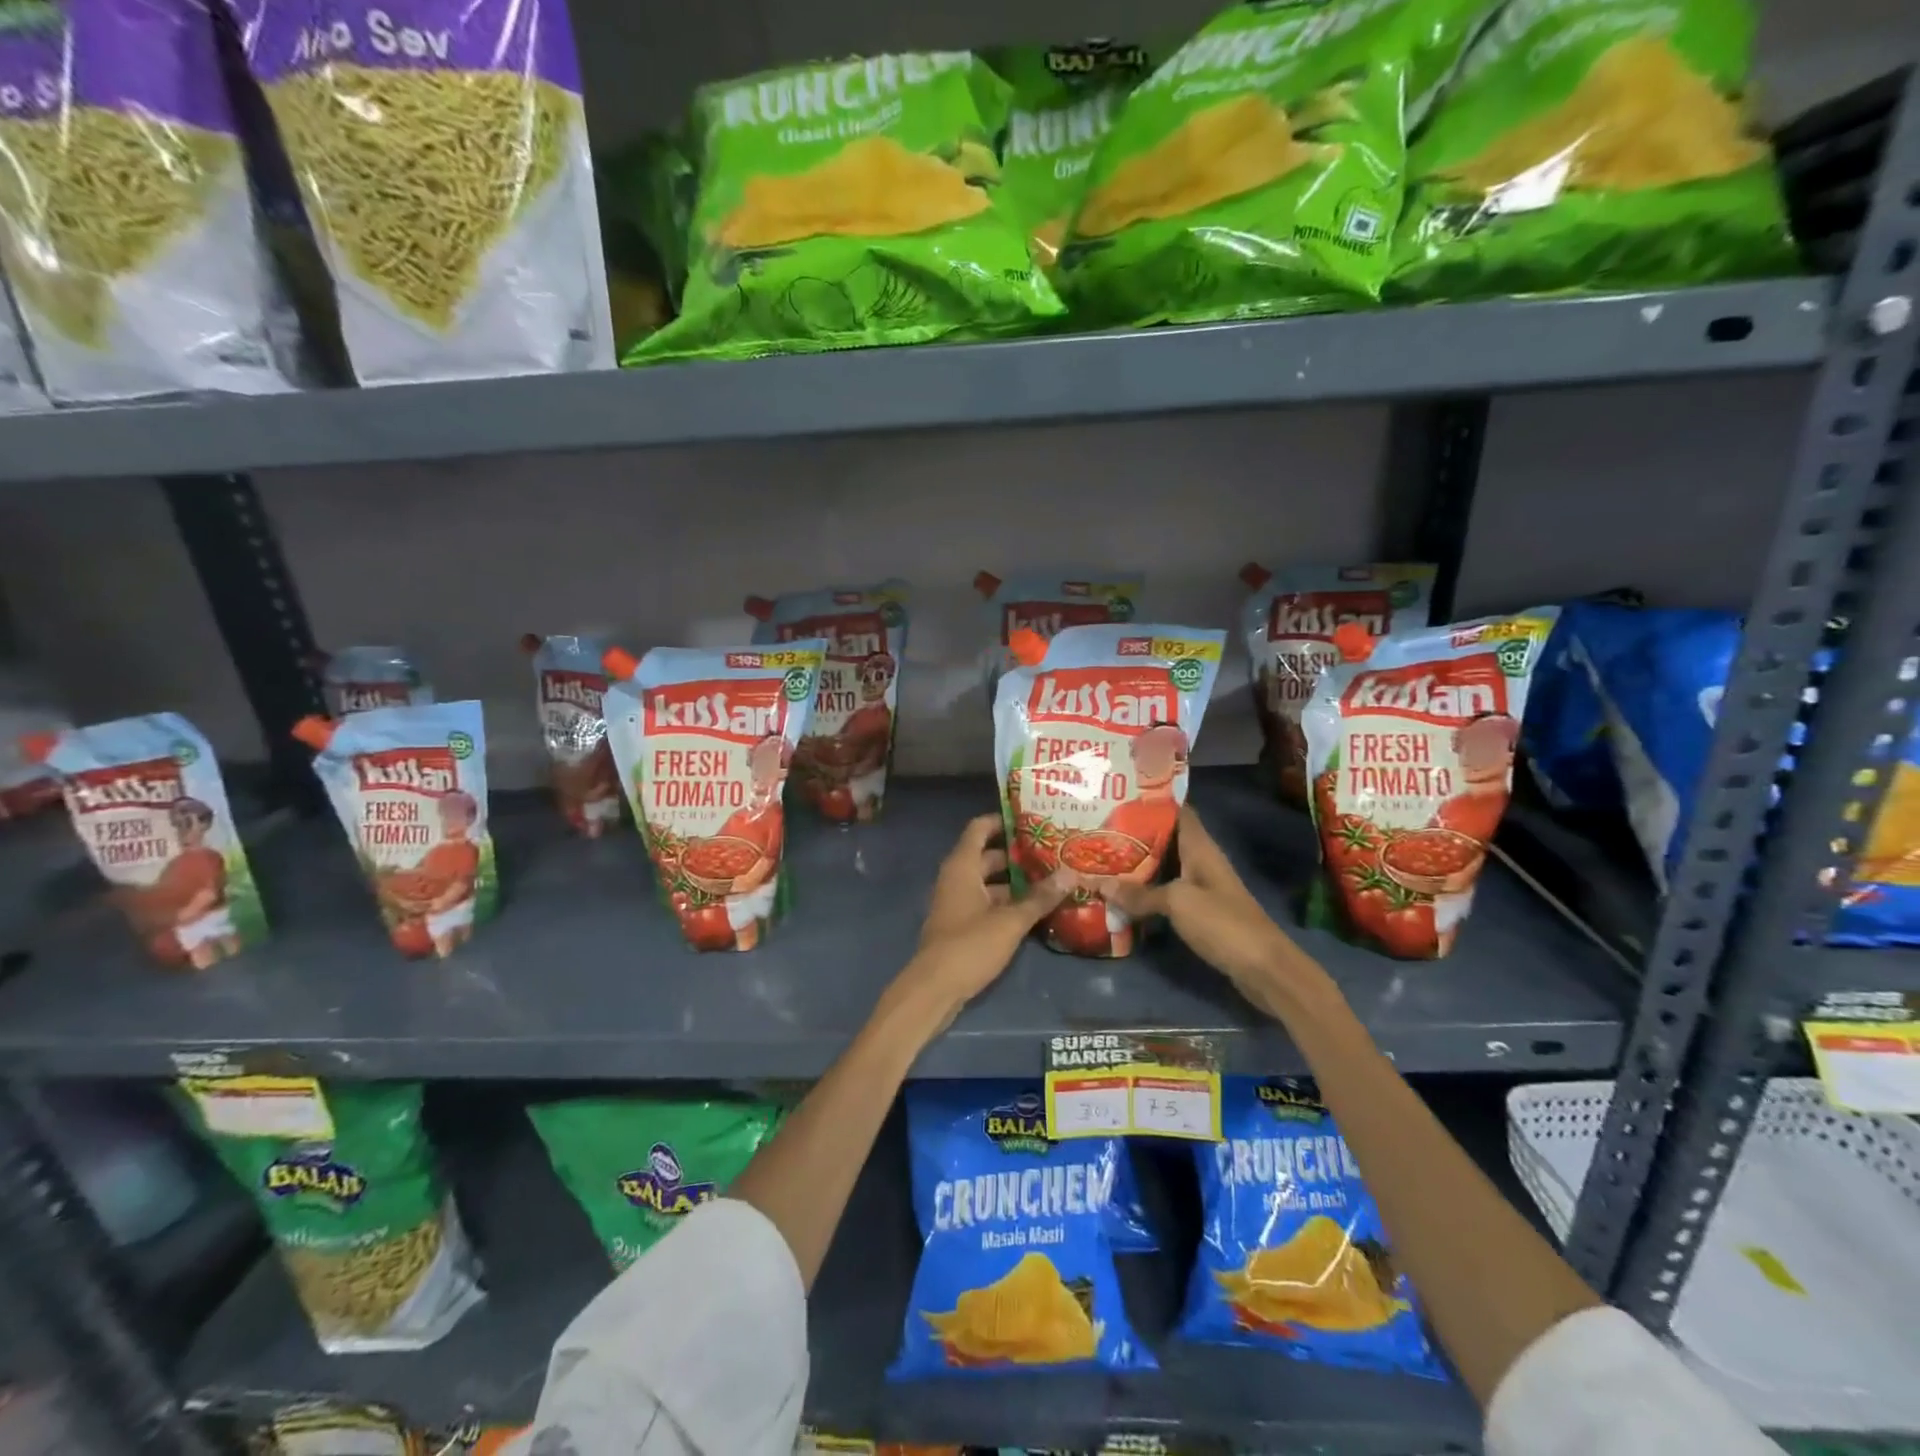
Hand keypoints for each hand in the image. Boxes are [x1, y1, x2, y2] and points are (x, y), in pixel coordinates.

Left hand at [890, 813, 1073, 1032]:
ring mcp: (957, 903)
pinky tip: (1035, 911)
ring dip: (1016, 882)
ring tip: (1052, 881)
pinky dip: (1007, 903)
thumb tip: (1070, 873)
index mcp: (962, 866)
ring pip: (989, 883)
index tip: (1032, 819)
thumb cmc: (969, 945)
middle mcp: (957, 878)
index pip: (980, 828)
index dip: (1003, 820)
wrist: (934, 989)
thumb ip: (1040, 898)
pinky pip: (986, 904)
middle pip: (988, 856)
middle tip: (1053, 852)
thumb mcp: (1010, 921)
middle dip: (1018, 855)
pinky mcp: (961, 925)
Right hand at [1096, 807, 1314, 1012]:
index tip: (1118, 798)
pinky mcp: (1200, 913)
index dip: (1151, 803)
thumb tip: (1100, 884)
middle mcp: (1201, 862)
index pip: (1177, 812)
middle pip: (1165, 841)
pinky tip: (1122, 896)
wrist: (1264, 968)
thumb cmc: (1223, 923)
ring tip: (1102, 859)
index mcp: (1200, 848)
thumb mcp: (1177, 902)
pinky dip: (1146, 893)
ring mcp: (1201, 888)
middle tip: (1098, 831)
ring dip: (1138, 866)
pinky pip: (1167, 894)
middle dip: (1134, 836)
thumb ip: (1140, 893)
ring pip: (1164, 868)